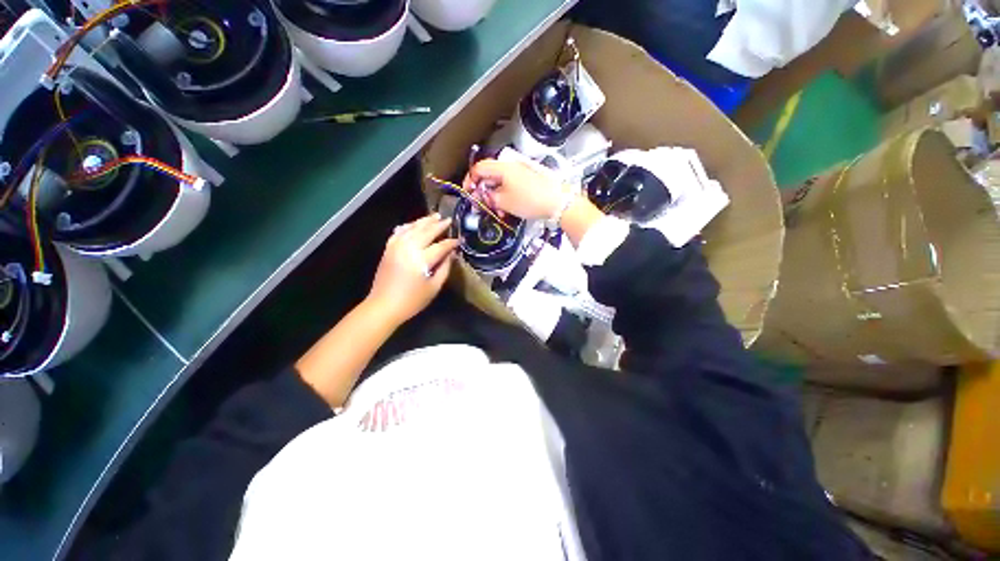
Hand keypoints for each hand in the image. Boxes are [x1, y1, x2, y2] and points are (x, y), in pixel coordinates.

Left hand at [366, 213, 457, 324]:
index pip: (441, 246)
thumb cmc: (412, 300)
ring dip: (424, 221)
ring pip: (412, 228)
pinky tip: (414, 224)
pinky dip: (408, 226)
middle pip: (427, 232)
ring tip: (435, 216)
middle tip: (449, 220)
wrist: (383, 305)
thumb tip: (451, 254)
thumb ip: (444, 268)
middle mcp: (409, 248)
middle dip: (439, 225)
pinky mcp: (388, 248)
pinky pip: (399, 232)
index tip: (459, 240)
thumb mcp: (434, 287)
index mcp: (421, 260)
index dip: (451, 242)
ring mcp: (396, 246)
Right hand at [463, 159, 565, 219]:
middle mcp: (510, 166)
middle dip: (483, 193)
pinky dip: (505, 198)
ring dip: (495, 198)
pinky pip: (510, 187)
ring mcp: (520, 173)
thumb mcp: (503, 201)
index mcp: (502, 167)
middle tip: (481, 206)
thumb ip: (488, 197)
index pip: (478, 168)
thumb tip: (480, 196)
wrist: (557, 202)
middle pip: (489, 176)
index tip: (468, 193)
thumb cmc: (530, 200)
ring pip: (499, 184)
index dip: (470, 181)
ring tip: (497, 212)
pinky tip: (507, 210)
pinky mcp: (527, 181)